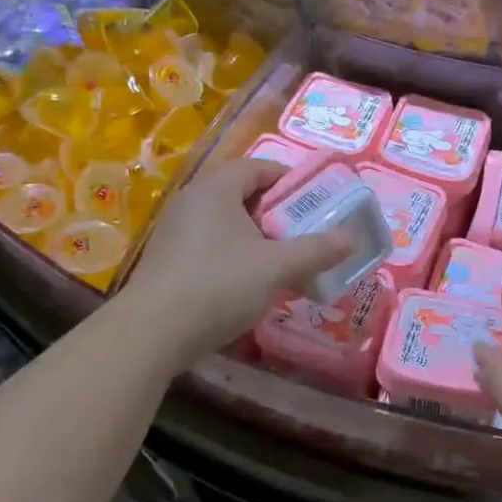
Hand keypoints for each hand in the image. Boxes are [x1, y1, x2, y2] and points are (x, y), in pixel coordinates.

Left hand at [121, 158, 351, 366]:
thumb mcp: (276, 267)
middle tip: (303, 234)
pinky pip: (210, 244)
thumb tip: (351, 238)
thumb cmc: (218, 285)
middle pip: (243, 194)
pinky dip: (234, 255)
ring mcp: (175, 230)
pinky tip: (248, 284)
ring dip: (256, 237)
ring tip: (281, 262)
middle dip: (276, 213)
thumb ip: (316, 250)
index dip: (290, 181)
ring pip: (227, 223)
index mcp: (216, 188)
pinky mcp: (167, 259)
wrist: (150, 334)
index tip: (315, 202)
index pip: (259, 167)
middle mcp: (192, 200)